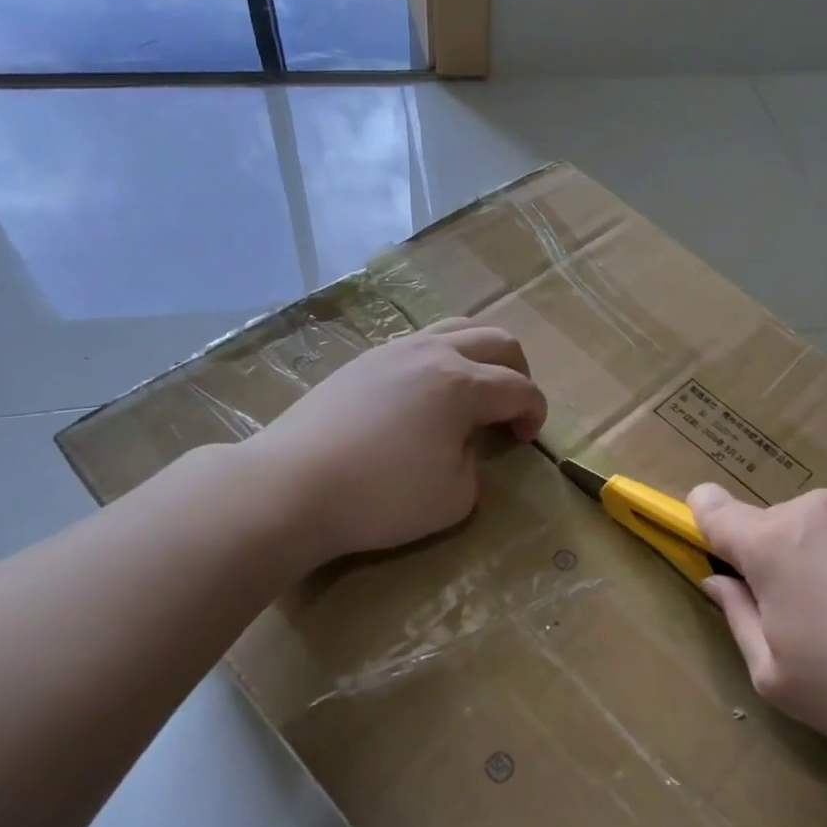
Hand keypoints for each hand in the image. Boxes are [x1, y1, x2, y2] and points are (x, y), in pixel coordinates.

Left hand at [244, 318, 545, 565]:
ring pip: (457, 328)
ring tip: (475, 391)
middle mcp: (432, 353)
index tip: (526, 440)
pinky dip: (443, 359)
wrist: (291, 486)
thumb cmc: (381, 497)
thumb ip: (475, 464)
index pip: (520, 388)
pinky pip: (420, 342)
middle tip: (511, 410)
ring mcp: (393, 350)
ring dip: (481, 356)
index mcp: (461, 384)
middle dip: (518, 373)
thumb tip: (463, 445)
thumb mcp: (455, 498)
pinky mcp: (363, 360)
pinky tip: (429, 393)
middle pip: (497, 340)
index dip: (535, 413)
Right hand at [689, 484, 826, 782]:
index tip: (711, 558)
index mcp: (771, 542)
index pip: (711, 507)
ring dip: (814, 569)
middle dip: (767, 566)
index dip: (698, 523)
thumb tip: (719, 582)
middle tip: (799, 628)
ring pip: (812, 536)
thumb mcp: (778, 677)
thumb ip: (737, 619)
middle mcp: (812, 510)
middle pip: (766, 528)